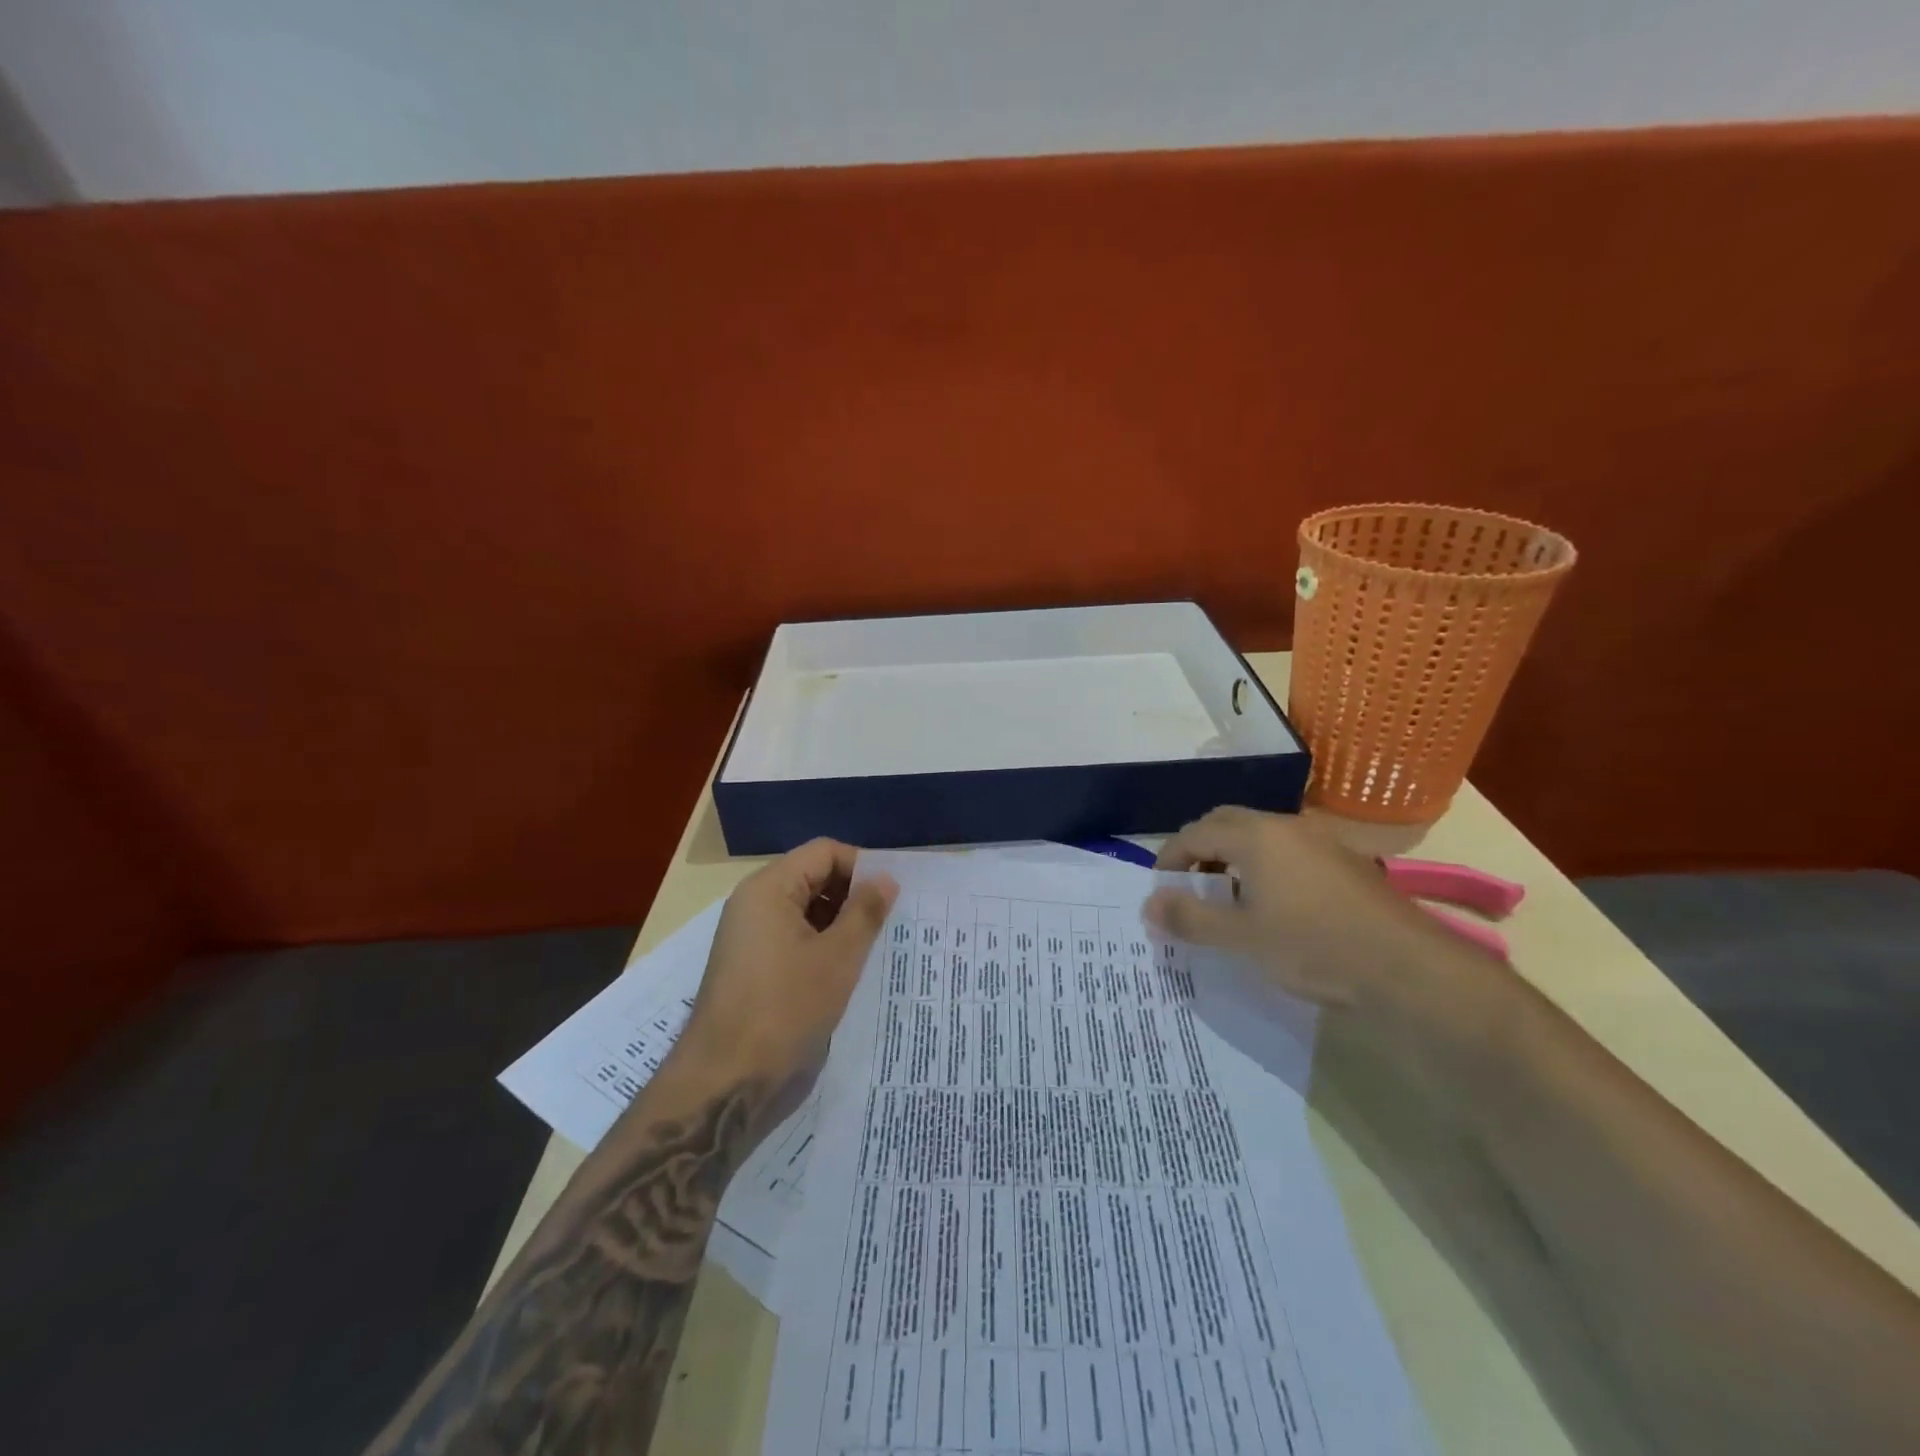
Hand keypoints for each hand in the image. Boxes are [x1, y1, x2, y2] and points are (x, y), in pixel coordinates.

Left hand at [676, 839, 897, 1083]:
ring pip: (805, 910)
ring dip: (840, 923)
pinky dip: (821, 945)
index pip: (824, 852)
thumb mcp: (837, 958)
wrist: (725, 1081)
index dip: (862, 866)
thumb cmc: (785, 1009)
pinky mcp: (751, 966)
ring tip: (875, 946)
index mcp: (770, 888)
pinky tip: (847, 970)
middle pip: (813, 877)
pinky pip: (793, 938)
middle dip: (853, 894)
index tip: (893, 895)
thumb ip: (865, 912)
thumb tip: (886, 878)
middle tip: (891, 920)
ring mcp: (750, 936)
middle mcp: (755, 903)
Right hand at [1144, 806, 1445, 1010]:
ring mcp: (1320, 841)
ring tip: (1226, 898)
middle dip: (1199, 849)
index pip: (1194, 833)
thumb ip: (1190, 918)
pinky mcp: (1344, 862)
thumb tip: (1149, 905)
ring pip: (1260, 835)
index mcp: (1255, 836)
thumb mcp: (1242, 938)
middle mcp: (1286, 826)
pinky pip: (1287, 851)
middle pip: (1226, 823)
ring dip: (1232, 857)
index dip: (1169, 858)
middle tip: (1188, 886)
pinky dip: (1263, 866)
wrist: (1408, 968)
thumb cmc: (1314, 947)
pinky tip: (1272, 905)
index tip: (1159, 890)